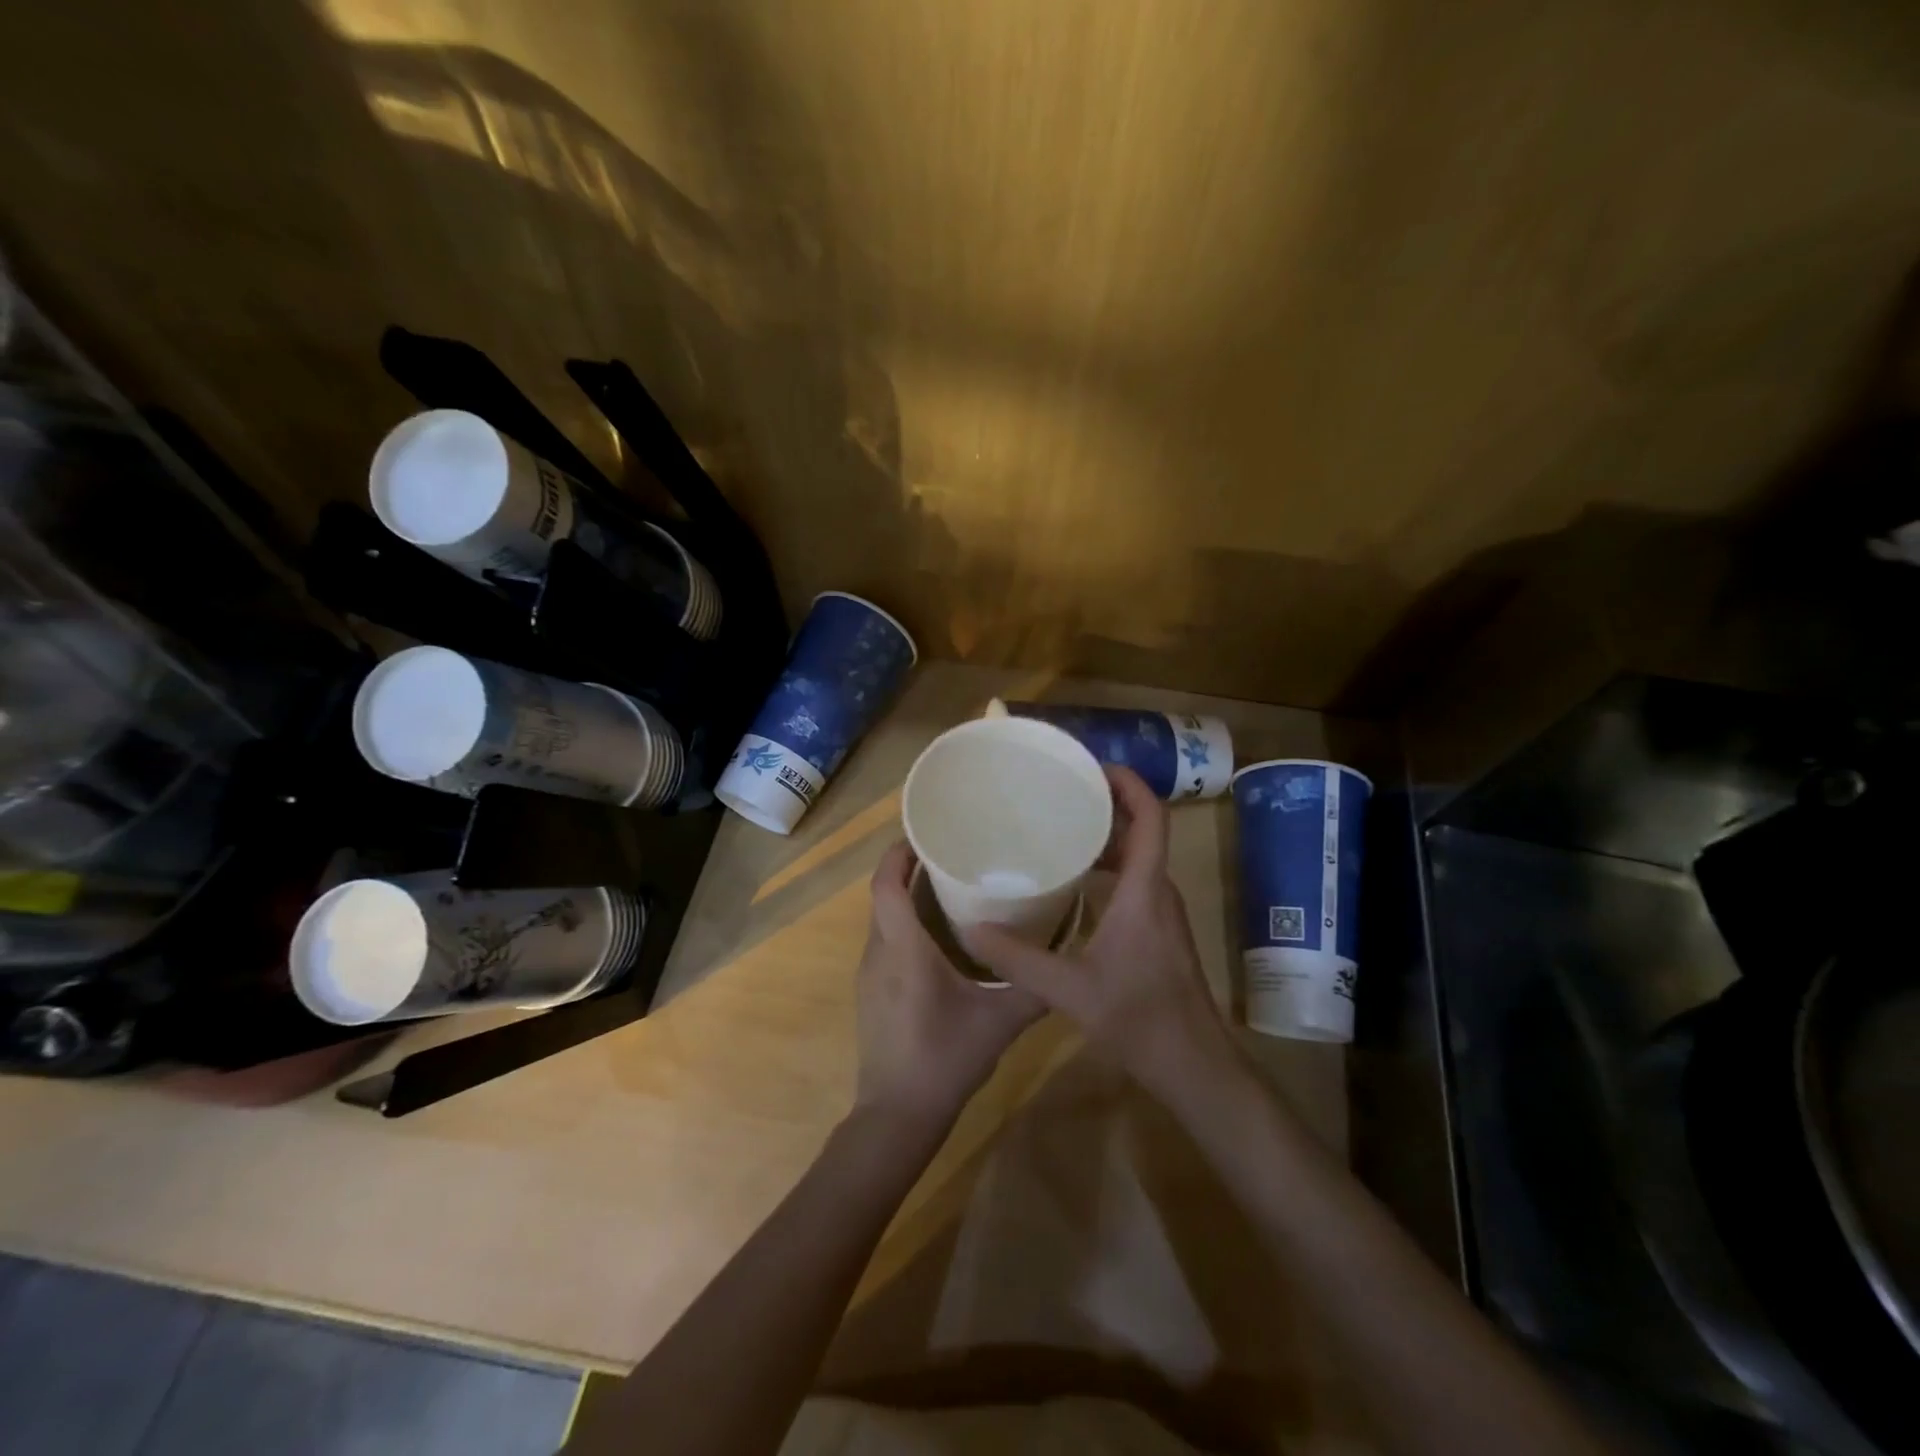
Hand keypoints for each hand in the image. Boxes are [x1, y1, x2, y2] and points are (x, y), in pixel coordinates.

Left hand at [854, 840, 1045, 1124]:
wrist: (897, 1117)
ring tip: (948, 887)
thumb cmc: (945, 1060)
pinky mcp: (871, 993)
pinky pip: (885, 942)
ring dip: (907, 898)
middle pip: (884, 896)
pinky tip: (938, 937)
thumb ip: (1034, 990)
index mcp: (904, 950)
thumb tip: (1066, 961)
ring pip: (884, 920)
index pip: (886, 885)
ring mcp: (870, 974)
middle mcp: (879, 953)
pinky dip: (905, 925)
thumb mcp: (999, 1023)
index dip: (897, 854)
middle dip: (908, 869)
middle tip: (949, 853)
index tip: (922, 833)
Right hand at [968, 765, 1235, 1101]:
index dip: (1128, 784)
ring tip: (1059, 830)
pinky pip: (1135, 880)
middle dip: (1106, 805)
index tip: (1092, 767)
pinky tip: (1073, 883)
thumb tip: (972, 928)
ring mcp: (1161, 912)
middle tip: (1060, 795)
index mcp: (1145, 890)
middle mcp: (1158, 891)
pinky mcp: (1158, 931)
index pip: (1151, 817)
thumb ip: (1018, 958)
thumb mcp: (1069, 988)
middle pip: (1141, 830)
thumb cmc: (1138, 1017)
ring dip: (1106, 838)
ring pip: (1137, 858)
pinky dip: (1108, 867)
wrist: (1193, 1064)